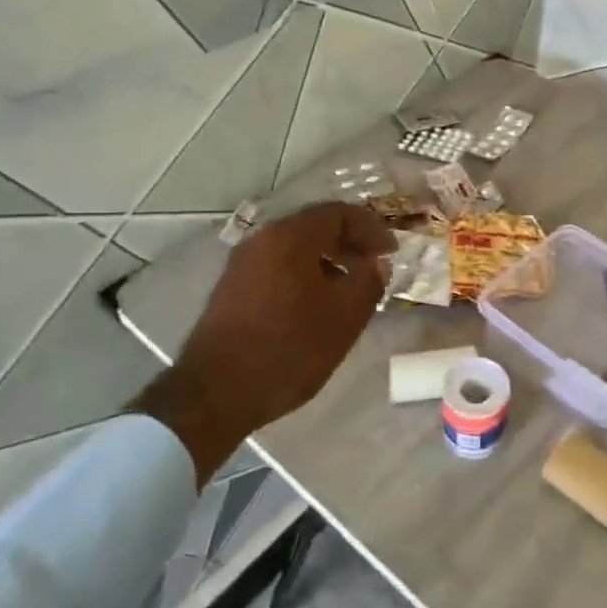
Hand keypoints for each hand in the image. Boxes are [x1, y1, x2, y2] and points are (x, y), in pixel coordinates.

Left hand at [133, 202, 392, 483]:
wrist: (214, 394)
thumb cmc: (288, 349)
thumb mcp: (344, 318)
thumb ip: (369, 282)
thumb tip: (377, 263)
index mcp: (291, 236)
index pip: (339, 213)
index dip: (371, 228)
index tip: (392, 251)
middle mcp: (263, 239)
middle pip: (315, 227)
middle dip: (349, 243)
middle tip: (374, 267)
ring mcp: (242, 264)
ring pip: (295, 248)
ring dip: (328, 260)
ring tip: (349, 289)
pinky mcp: (231, 288)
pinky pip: (277, 266)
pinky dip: (304, 274)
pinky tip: (316, 305)